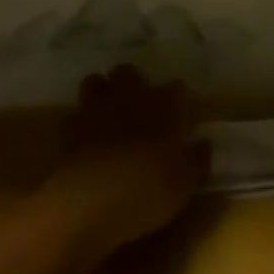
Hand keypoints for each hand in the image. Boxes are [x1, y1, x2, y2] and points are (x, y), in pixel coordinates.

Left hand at [40, 65, 206, 254]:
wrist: (92, 200)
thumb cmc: (149, 188)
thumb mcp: (186, 183)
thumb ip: (197, 160)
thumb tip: (204, 145)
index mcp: (164, 104)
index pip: (175, 88)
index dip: (176, 99)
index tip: (178, 114)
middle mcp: (131, 97)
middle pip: (128, 72)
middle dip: (131, 83)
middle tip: (137, 105)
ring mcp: (97, 109)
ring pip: (95, 83)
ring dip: (100, 94)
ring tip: (105, 114)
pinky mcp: (70, 130)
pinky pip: (73, 116)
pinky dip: (78, 124)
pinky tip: (83, 140)